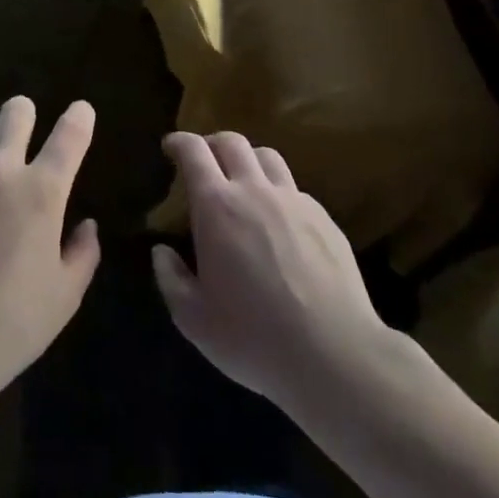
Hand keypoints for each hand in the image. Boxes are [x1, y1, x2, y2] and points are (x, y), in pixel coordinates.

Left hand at [0, 98, 100, 415]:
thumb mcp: (64, 299)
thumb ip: (82, 254)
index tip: (81, 112)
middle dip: (23, 114)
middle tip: (19, 131)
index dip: (80, 117)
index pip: (70, 134)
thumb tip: (87, 225)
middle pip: (16, 110)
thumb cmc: (8, 327)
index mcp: (41, 192)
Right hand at [152, 131, 393, 414]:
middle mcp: (255, 191)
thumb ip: (171, 279)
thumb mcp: (194, 320)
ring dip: (248, 160)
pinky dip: (278, 192)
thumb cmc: (254, 337)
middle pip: (232, 141)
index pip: (193, 151)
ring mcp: (294, 201)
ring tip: (243, 183)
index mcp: (217, 206)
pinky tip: (279, 223)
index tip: (170, 147)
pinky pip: (295, 190)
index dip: (179, 142)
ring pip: (268, 157)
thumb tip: (162, 252)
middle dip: (212, 144)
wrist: (336, 356)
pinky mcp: (325, 219)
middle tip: (204, 162)